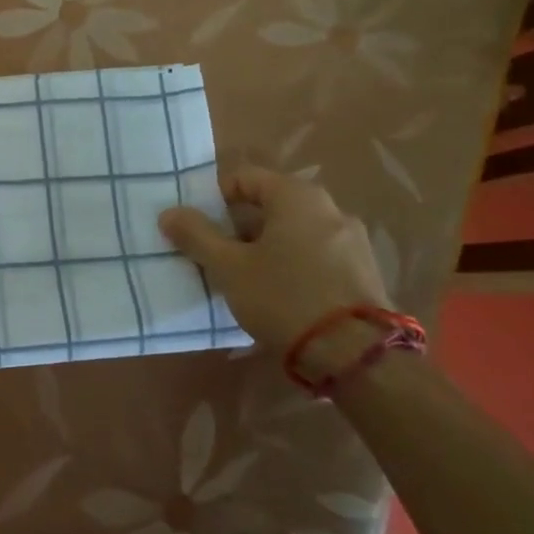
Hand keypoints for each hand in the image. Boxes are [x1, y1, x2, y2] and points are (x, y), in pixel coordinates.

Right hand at [158, 166, 390, 354]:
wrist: (357, 355)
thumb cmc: (284, 297)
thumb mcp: (228, 267)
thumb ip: (196, 235)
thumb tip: (169, 213)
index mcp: (297, 196)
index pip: (244, 177)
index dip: (214, 198)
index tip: (197, 227)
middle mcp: (330, 208)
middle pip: (270, 205)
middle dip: (238, 226)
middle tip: (215, 254)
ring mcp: (353, 241)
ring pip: (293, 232)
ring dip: (265, 247)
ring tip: (244, 279)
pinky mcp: (364, 273)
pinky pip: (316, 256)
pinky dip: (292, 265)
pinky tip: (279, 295)